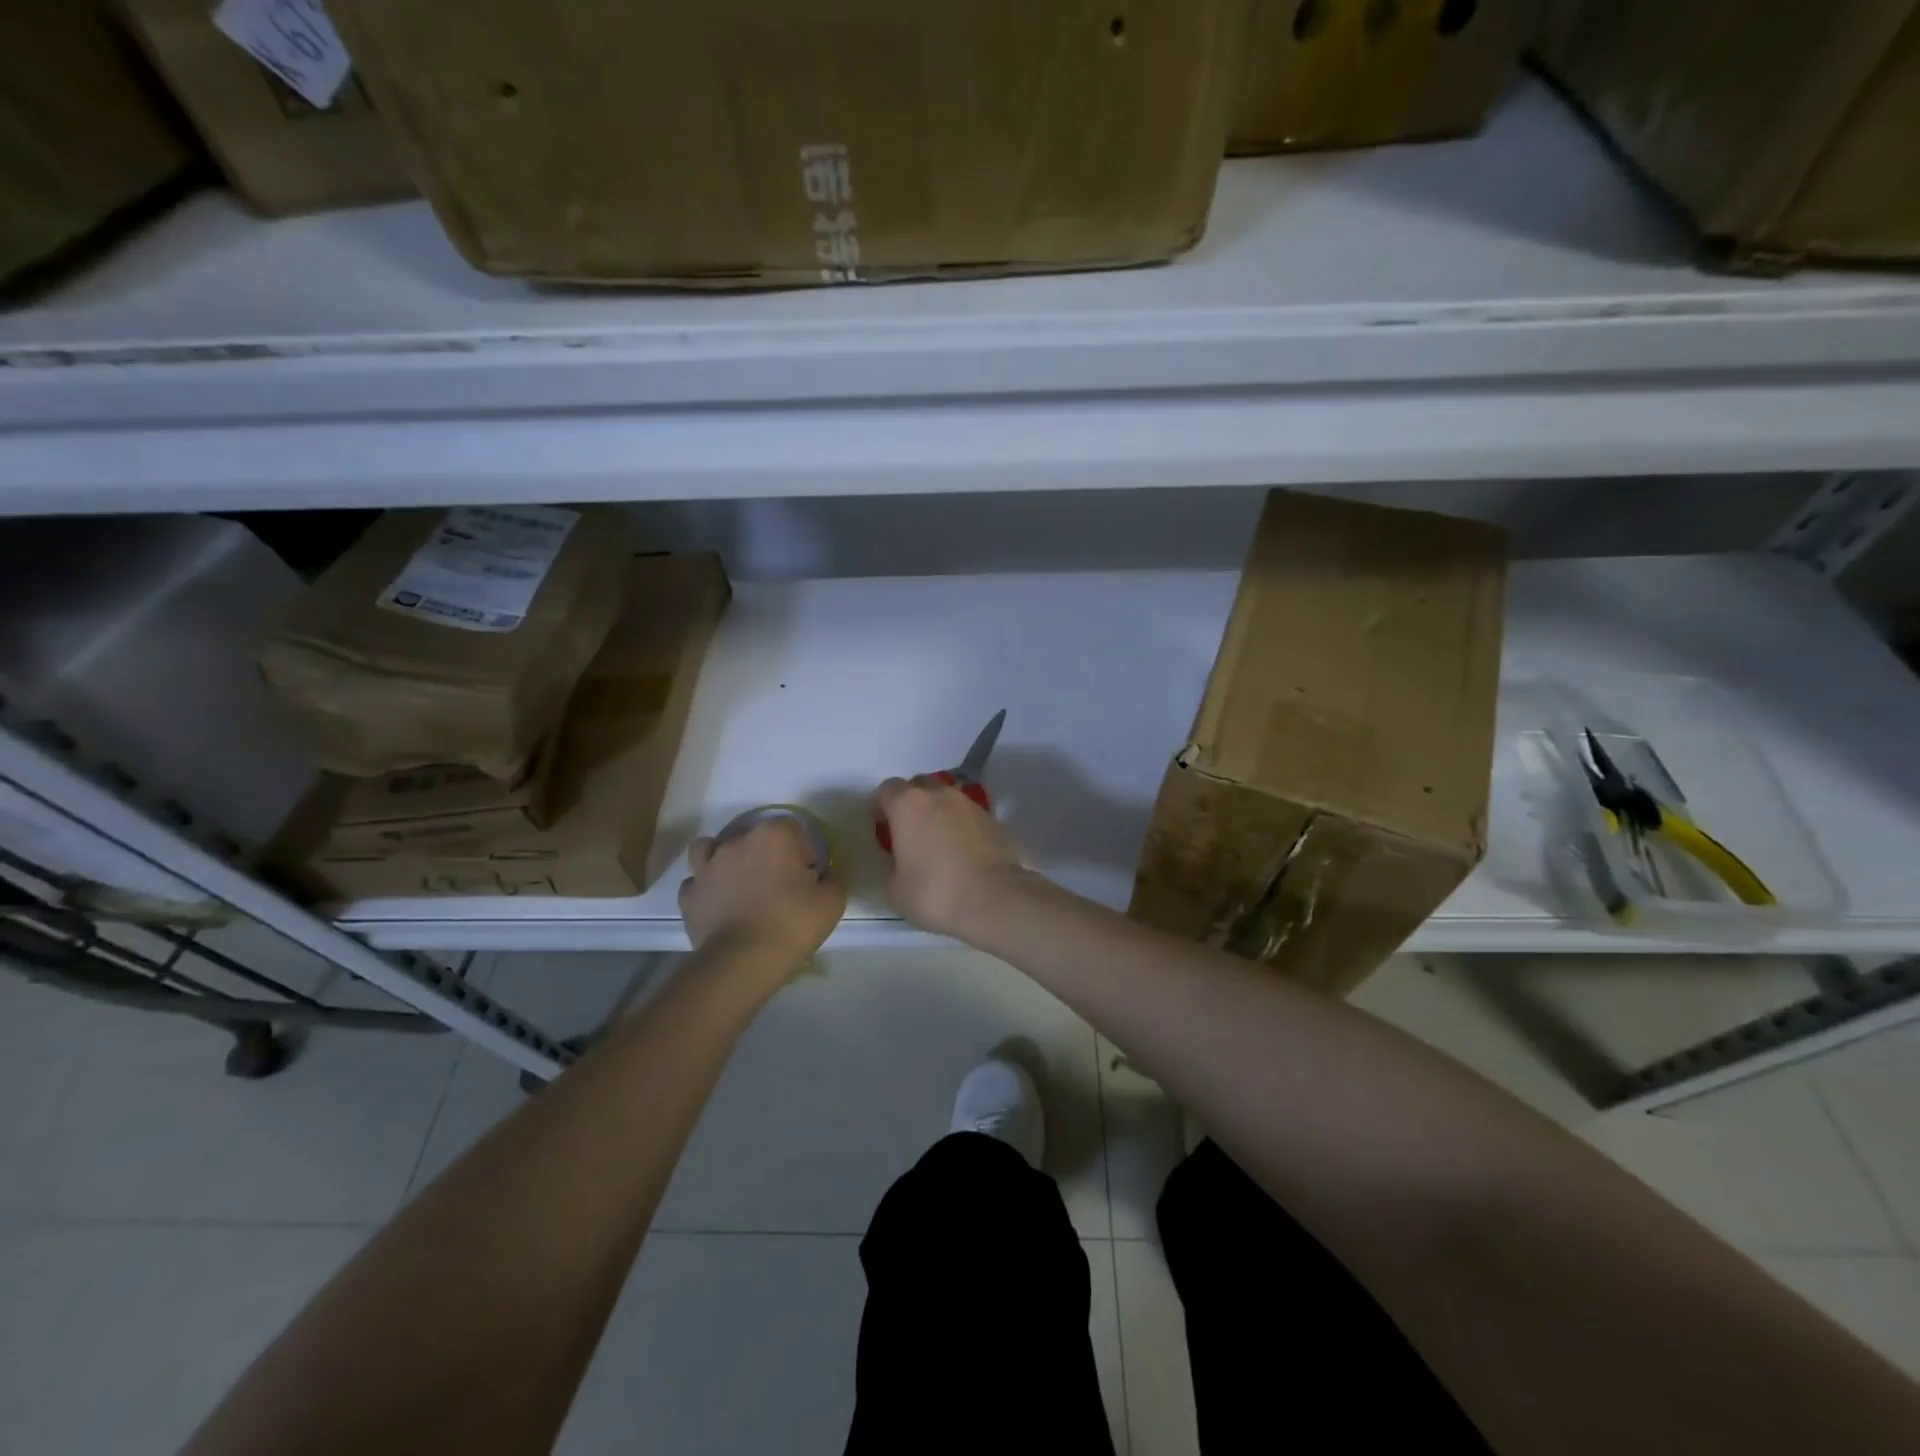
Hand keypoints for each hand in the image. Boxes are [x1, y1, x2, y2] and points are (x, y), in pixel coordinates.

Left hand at [679, 818, 845, 968]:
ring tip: (738, 882)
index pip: (794, 829)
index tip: (807, 877)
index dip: (803, 852)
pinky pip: (697, 882)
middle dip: (766, 854)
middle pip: (754, 837)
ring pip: (712, 849)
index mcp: (774, 836)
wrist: (742, 960)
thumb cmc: (791, 924)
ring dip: (725, 860)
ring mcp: (707, 866)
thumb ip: (831, 879)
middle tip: (778, 884)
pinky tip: (718, 903)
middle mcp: (737, 841)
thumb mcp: (832, 902)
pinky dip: (706, 889)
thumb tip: (821, 876)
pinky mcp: (689, 894)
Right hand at [875, 776, 1029, 940]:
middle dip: (910, 804)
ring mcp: (969, 804)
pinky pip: (966, 814)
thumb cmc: (935, 892)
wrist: (994, 899)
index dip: (881, 807)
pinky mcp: (992, 818)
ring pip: (945, 798)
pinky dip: (959, 825)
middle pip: (918, 786)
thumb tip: (901, 859)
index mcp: (908, 804)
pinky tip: (960, 851)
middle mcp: (939, 794)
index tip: (881, 827)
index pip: (887, 790)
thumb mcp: (895, 888)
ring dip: (937, 812)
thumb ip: (892, 864)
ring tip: (937, 842)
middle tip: (909, 832)